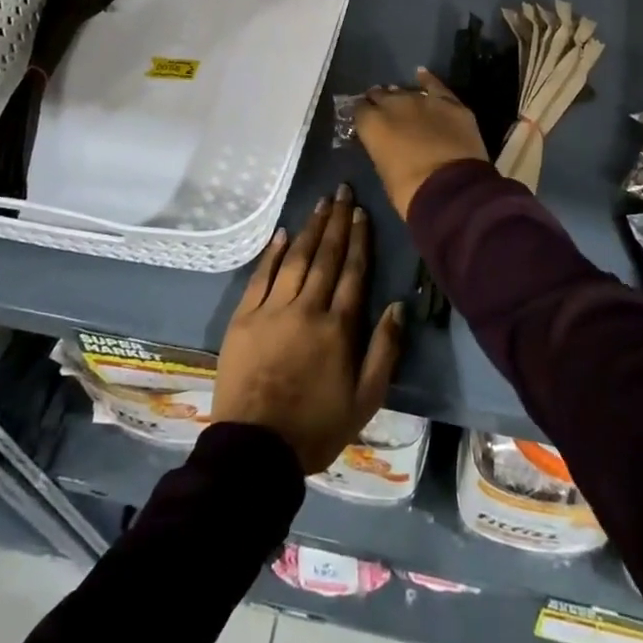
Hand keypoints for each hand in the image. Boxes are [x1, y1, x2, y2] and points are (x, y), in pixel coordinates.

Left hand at [213, 186, 403, 473]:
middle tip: (342, 191)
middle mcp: (307, 308)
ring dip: (311, 229)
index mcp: (338, 327)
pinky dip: (273, 253)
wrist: (254, 451)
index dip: (358, 239)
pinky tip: (283, 234)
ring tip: (321, 203)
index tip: (361, 212)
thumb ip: (384, 350)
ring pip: (296, 259)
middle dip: (337, 221)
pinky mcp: (244, 318)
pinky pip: (261, 277)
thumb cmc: (316, 427)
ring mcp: (272, 310)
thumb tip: (399, 306)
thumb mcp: (365, 400)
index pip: (353, 271)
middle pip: (326, 256)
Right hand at [354, 68, 488, 218]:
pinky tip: (421, 74)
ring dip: (402, 96)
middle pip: (381, 95)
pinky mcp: (449, 103)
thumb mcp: (384, 172)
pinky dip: (428, 81)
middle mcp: (394, 104)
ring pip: (406, 91)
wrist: (451, 190)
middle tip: (382, 112)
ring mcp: (423, 100)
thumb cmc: (410, 191)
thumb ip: (381, 150)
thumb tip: (385, 144)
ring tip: (401, 101)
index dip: (362, 115)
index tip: (364, 121)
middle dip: (379, 102)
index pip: (359, 110)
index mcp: (372, 124)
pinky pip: (435, 86)